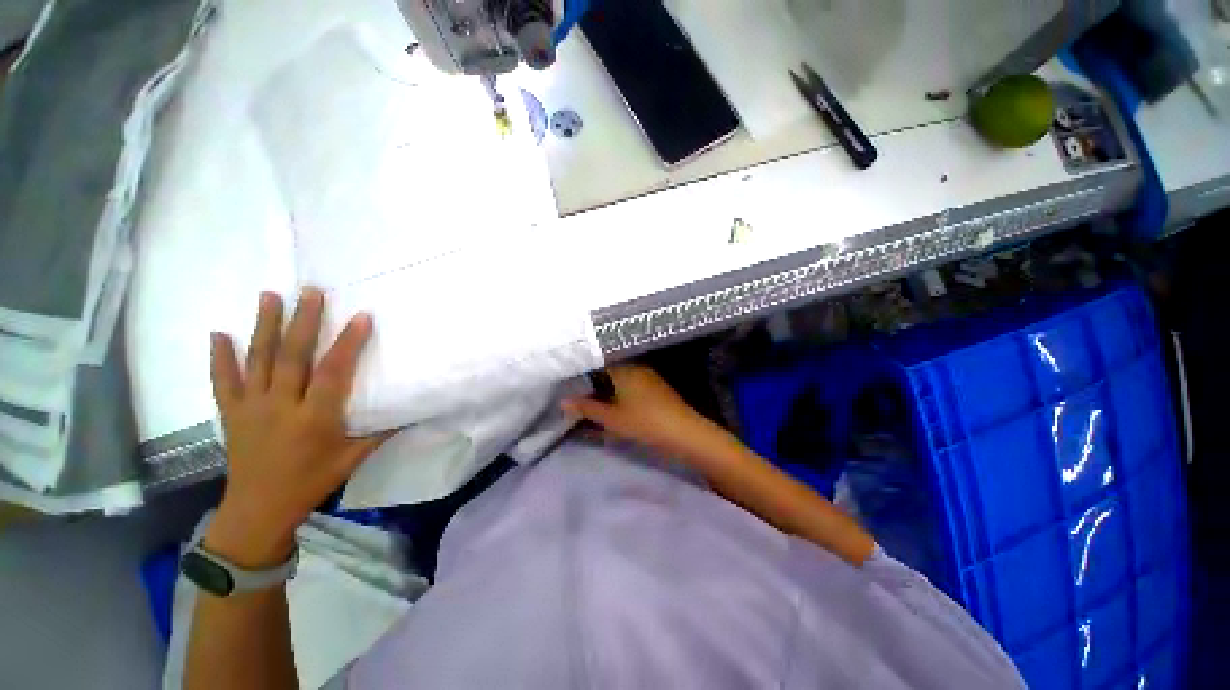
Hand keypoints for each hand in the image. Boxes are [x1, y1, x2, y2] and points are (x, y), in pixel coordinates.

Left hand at [206, 289, 390, 567]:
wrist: (259, 509)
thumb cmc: (312, 482)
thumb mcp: (353, 459)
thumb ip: (380, 433)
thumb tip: (411, 412)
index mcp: (315, 418)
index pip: (334, 372)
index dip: (349, 343)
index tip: (361, 317)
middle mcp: (280, 406)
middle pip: (292, 356)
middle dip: (303, 321)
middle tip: (310, 291)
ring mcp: (251, 407)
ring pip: (258, 360)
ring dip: (264, 326)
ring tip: (269, 296)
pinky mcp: (231, 413)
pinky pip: (223, 381)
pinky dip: (220, 357)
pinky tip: (218, 333)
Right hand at [563, 364, 734, 464]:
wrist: (682, 431)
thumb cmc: (644, 422)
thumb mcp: (611, 418)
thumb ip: (586, 408)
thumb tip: (564, 401)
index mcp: (623, 368)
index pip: (599, 358)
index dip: (584, 364)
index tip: (570, 371)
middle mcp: (636, 365)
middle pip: (610, 364)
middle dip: (594, 373)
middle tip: (578, 382)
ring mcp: (647, 373)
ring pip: (621, 371)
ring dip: (608, 380)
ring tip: (592, 389)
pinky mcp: (655, 384)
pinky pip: (631, 378)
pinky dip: (620, 385)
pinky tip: (614, 395)